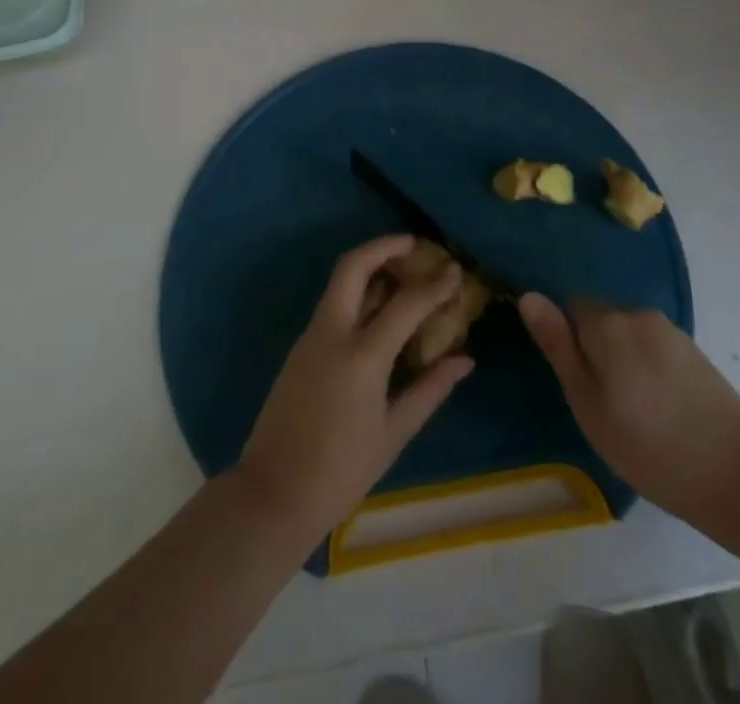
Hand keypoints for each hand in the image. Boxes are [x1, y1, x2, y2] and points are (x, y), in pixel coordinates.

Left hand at [235, 236, 474, 538]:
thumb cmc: (342, 471)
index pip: (405, 303)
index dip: (435, 284)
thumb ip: (430, 389)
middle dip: (384, 246)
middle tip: (415, 245)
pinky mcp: (301, 346)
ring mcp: (311, 336)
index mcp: (361, 355)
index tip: (456, 270)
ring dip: (370, 265)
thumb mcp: (393, 433)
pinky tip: (380, 306)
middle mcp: (333, 332)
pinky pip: (333, 304)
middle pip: (354, 267)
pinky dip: (358, 292)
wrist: (274, 493)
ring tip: (403, 268)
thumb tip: (465, 359)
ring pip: (340, 282)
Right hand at [519, 294, 739, 525]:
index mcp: (608, 322)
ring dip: (621, 359)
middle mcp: (639, 313)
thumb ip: (558, 346)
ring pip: (628, 334)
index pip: (569, 304)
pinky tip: (658, 409)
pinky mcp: (695, 353)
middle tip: (598, 402)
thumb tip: (529, 295)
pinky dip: (646, 369)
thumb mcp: (588, 403)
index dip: (563, 336)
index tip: (571, 377)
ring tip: (630, 411)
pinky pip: (653, 348)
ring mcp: (671, 331)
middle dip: (593, 348)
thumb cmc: (649, 446)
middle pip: (600, 317)